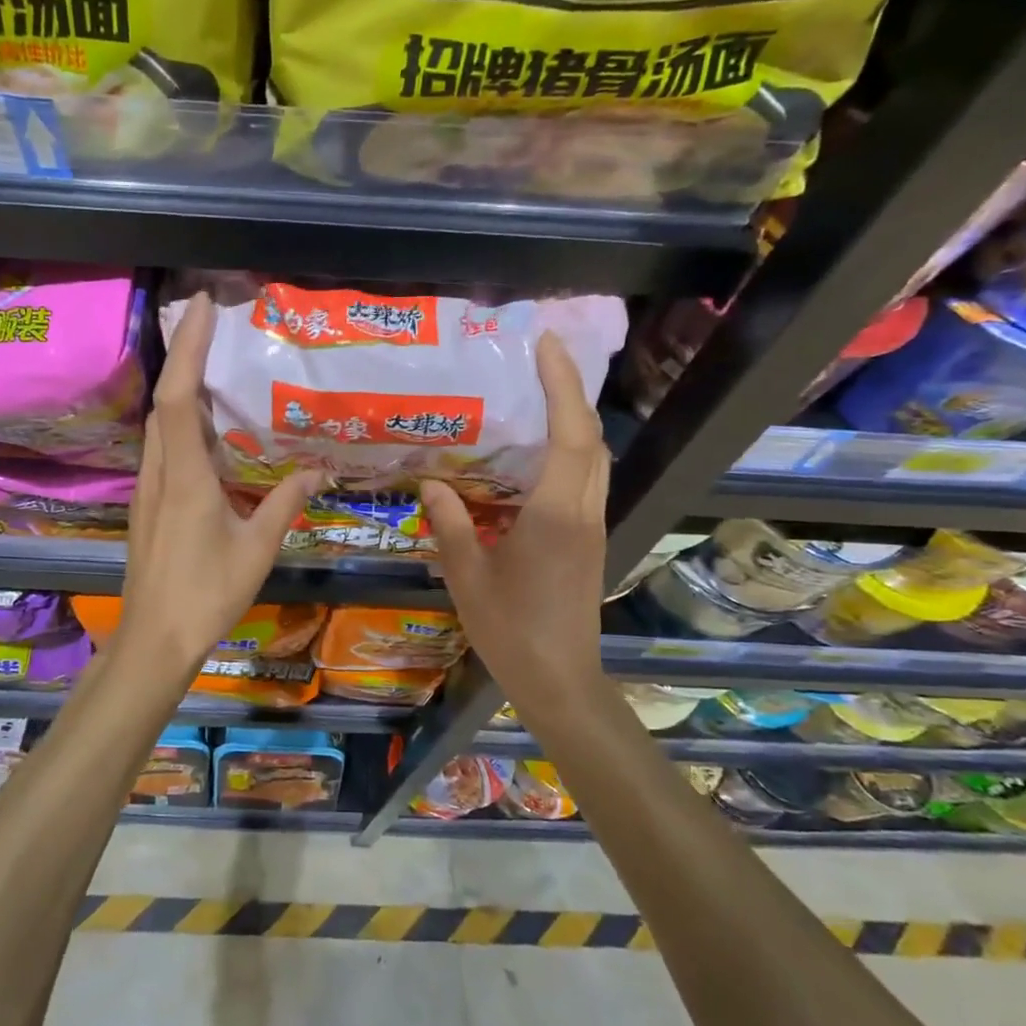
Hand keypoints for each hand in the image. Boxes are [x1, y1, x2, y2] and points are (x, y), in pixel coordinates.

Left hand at [117, 294, 321, 668]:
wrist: (155, 639)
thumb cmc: (207, 595)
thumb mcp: (256, 550)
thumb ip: (284, 505)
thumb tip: (316, 473)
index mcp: (186, 478)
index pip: (179, 397)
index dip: (187, 348)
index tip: (201, 307)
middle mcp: (159, 473)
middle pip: (164, 401)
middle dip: (182, 355)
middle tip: (211, 323)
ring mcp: (147, 489)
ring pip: (159, 424)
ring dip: (180, 387)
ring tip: (212, 363)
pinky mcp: (148, 504)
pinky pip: (162, 448)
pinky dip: (179, 422)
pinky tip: (205, 428)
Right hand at [419, 331, 608, 716]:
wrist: (559, 680)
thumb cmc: (511, 630)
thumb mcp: (468, 577)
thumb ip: (452, 525)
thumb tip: (431, 484)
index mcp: (555, 516)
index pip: (571, 435)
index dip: (563, 385)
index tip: (548, 345)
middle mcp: (583, 513)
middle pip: (591, 440)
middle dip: (572, 394)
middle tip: (540, 362)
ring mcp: (591, 528)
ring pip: (594, 461)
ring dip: (573, 422)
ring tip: (537, 398)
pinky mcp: (588, 542)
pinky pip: (585, 482)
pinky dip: (569, 454)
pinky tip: (534, 458)